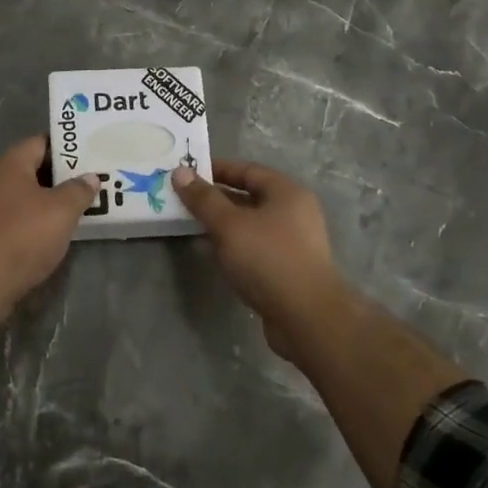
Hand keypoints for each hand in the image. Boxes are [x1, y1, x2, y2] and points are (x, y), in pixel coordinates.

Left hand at [0, 137, 99, 311]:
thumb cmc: (24, 235)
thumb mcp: (62, 210)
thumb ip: (78, 190)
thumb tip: (89, 177)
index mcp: (10, 164)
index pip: (40, 142)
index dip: (66, 147)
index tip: (90, 153)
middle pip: (32, 170)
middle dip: (61, 176)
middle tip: (91, 181)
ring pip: (25, 197)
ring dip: (49, 202)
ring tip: (79, 207)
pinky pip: (17, 219)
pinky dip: (36, 222)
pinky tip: (55, 233)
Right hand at [171, 159, 355, 359]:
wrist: (307, 318)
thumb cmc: (268, 260)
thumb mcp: (229, 225)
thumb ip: (203, 199)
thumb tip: (180, 172)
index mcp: (287, 193)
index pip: (247, 170)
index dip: (216, 169)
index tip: (187, 174)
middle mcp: (294, 213)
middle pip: (249, 196)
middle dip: (216, 198)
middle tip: (183, 201)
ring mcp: (293, 243)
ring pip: (251, 225)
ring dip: (223, 224)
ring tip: (191, 226)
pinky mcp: (287, 269)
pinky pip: (255, 248)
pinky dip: (233, 246)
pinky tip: (212, 254)